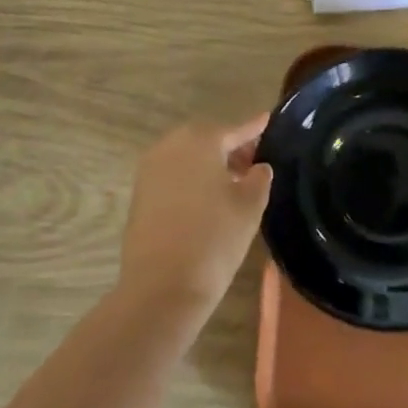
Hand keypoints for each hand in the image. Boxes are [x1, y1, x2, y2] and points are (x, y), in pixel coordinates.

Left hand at [118, 116, 273, 314]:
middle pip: (208, 139)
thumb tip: (258, 167)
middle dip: (231, 147)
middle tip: (254, 163)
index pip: (234, 129)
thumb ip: (259, 178)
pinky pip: (173, 174)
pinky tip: (208, 199)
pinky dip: (192, 178)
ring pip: (188, 157)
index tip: (268, 121)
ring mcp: (150, 169)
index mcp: (200, 140)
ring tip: (234, 184)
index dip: (254, 128)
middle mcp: (171, 145)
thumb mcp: (250, 206)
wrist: (161, 287)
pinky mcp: (140, 193)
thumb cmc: (214, 239)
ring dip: (210, 164)